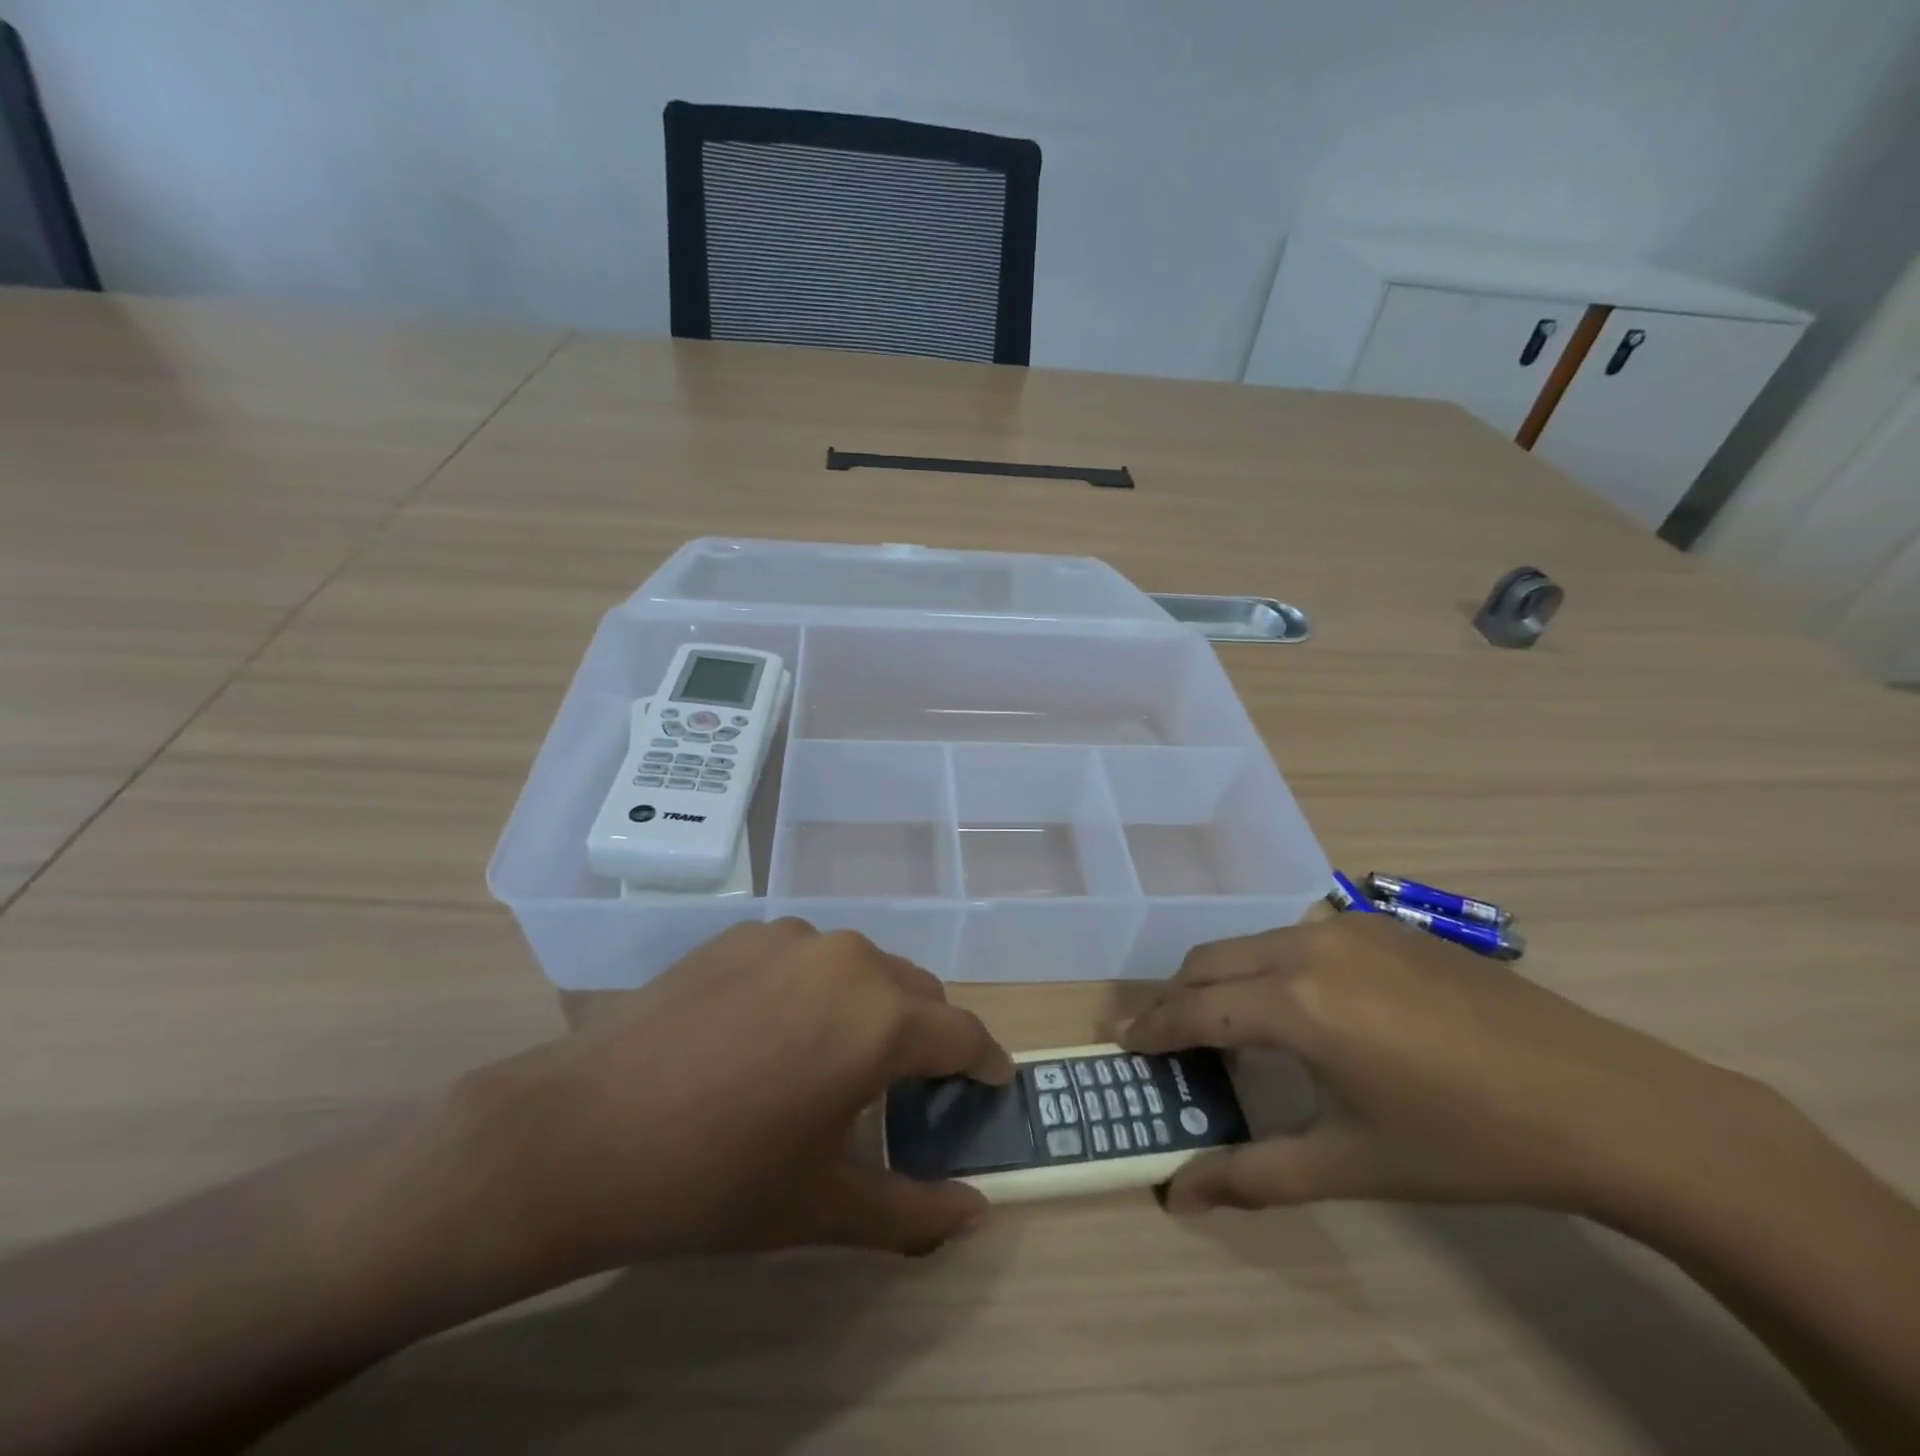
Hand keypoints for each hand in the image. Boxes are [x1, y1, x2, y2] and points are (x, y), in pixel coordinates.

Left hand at [447, 919, 1012, 1279]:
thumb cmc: (714, 1178)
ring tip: (835, 1061)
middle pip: (918, 992)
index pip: (964, 1033)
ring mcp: (792, 937)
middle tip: (911, 1090)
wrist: (579, 1132)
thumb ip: (914, 1212)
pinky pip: (808, 958)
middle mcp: (848, 958)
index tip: (991, 1084)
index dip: (985, 1062)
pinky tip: (771, 1034)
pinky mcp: (744, 933)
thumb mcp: (822, 1206)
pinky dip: (817, 989)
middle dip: (928, 1036)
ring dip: (872, 1007)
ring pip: (864, 968)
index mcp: (879, 1018)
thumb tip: (977, 1212)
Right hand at [1120, 915, 1762, 1219]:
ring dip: (1221, 980)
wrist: (1605, 1100)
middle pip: (1208, 962)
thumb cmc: (1468, 1142)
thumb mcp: (1354, 1164)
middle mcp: (1306, 945)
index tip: (1122, 1043)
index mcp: (1295, 1003)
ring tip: (1226, 1027)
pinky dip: (1267, 966)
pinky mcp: (1380, 923)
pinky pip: (1294, 936)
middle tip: (1163, 1042)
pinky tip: (1301, 1008)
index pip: (1193, 1008)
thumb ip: (1255, 1174)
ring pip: (1249, 943)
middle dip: (1176, 999)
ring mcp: (1346, 925)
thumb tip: (1177, 1196)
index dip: (1152, 1028)